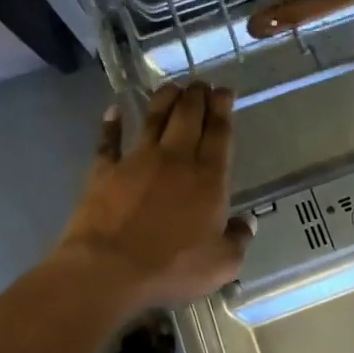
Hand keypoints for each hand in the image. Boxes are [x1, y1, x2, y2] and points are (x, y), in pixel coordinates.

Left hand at [54, 81, 252, 312]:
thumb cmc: (172, 268)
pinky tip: (113, 110)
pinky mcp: (105, 170)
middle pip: (188, 116)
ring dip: (164, 99)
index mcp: (208, 177)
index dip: (223, 108)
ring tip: (172, 86)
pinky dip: (110, 124)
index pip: (219, 133)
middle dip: (197, 95)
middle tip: (201, 83)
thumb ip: (238, 240)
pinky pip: (108, 141)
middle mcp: (175, 159)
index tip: (224, 91)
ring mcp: (137, 160)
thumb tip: (248, 223)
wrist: (108, 269)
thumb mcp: (221, 264)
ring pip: (153, 118)